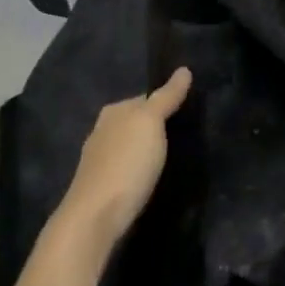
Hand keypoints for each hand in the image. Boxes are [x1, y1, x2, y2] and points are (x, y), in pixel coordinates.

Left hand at [58, 68, 191, 248]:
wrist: (96, 216)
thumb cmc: (127, 163)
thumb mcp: (151, 123)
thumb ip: (166, 97)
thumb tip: (184, 69)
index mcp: (114, 111)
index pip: (145, 98)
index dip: (166, 102)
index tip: (188, 111)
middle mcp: (102, 130)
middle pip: (136, 121)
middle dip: (156, 125)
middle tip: (185, 133)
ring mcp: (99, 159)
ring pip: (130, 144)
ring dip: (147, 148)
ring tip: (172, 155)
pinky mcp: (102, 185)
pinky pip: (127, 166)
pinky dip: (139, 167)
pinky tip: (150, 175)